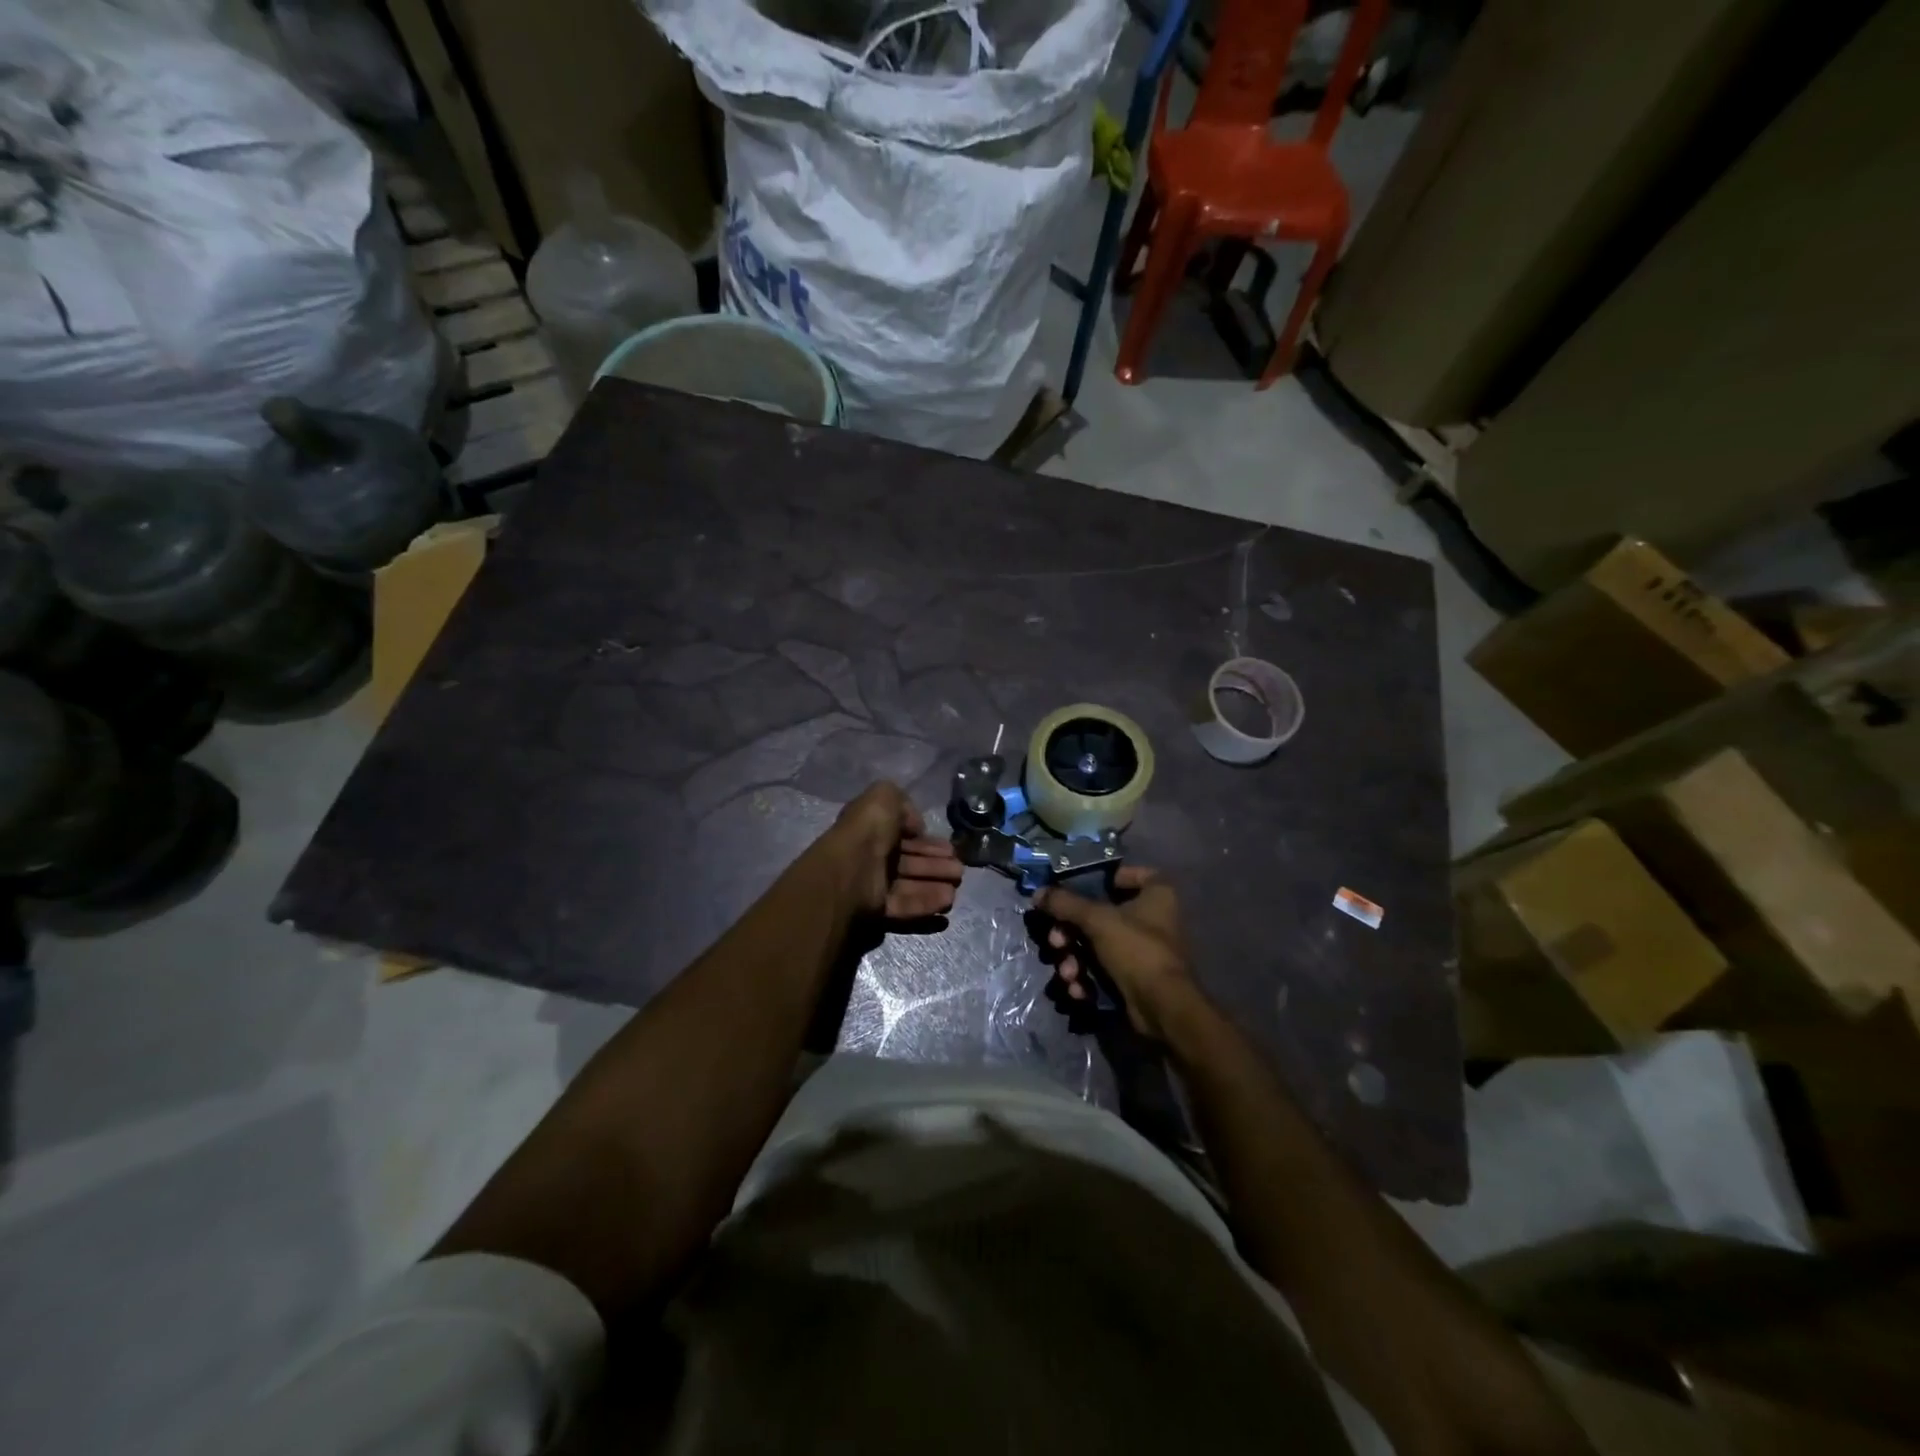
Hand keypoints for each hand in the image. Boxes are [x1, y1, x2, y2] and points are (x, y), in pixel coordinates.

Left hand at [820, 781, 963, 920]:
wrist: (851, 869)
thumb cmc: (868, 830)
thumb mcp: (884, 797)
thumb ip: (903, 804)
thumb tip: (915, 827)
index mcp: (872, 830)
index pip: (904, 837)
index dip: (928, 842)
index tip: (950, 848)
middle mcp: (873, 856)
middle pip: (910, 862)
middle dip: (937, 864)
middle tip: (959, 868)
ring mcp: (874, 884)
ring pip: (910, 884)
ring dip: (936, 883)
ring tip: (957, 883)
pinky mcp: (877, 909)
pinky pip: (905, 905)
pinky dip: (926, 902)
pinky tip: (947, 899)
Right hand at [1036, 866, 1194, 1039]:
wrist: (1162, 1008)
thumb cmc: (1136, 949)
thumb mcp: (1096, 919)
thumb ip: (1064, 903)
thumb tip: (1037, 893)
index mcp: (1156, 894)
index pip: (1131, 874)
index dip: (1106, 878)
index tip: (1079, 888)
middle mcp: (1152, 919)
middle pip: (1100, 915)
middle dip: (1071, 933)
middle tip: (1056, 942)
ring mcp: (1141, 951)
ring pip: (1096, 946)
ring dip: (1074, 960)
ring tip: (1068, 973)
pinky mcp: (1133, 978)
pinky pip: (1102, 970)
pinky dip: (1087, 979)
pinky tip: (1079, 990)